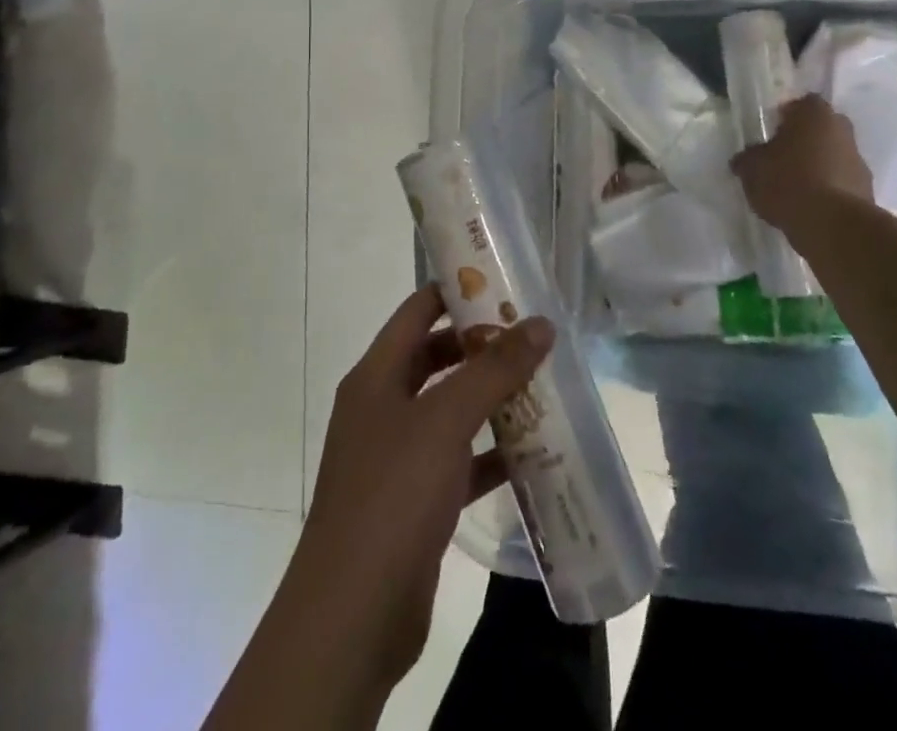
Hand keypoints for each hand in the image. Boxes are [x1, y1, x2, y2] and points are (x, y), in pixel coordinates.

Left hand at [295, 284, 553, 689]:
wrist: (352, 616)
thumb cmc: (393, 495)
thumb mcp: (445, 420)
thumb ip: (495, 369)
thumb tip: (541, 323)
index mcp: (377, 376)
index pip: (418, 311)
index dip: (457, 290)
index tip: (504, 281)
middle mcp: (383, 407)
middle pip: (436, 357)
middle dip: (483, 345)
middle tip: (534, 334)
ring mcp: (397, 456)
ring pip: (450, 410)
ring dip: (491, 398)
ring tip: (544, 383)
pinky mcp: (415, 500)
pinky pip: (459, 460)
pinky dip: (491, 452)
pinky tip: (532, 450)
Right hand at [732, 93, 875, 233]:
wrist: (831, 225)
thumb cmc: (788, 181)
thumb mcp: (752, 168)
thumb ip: (748, 158)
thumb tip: (744, 159)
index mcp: (815, 114)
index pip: (801, 104)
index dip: (786, 116)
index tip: (772, 132)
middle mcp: (842, 130)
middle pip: (821, 128)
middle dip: (804, 140)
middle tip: (782, 157)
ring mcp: (858, 161)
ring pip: (833, 155)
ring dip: (818, 165)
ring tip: (794, 187)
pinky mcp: (867, 190)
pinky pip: (841, 182)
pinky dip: (828, 189)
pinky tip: (810, 206)